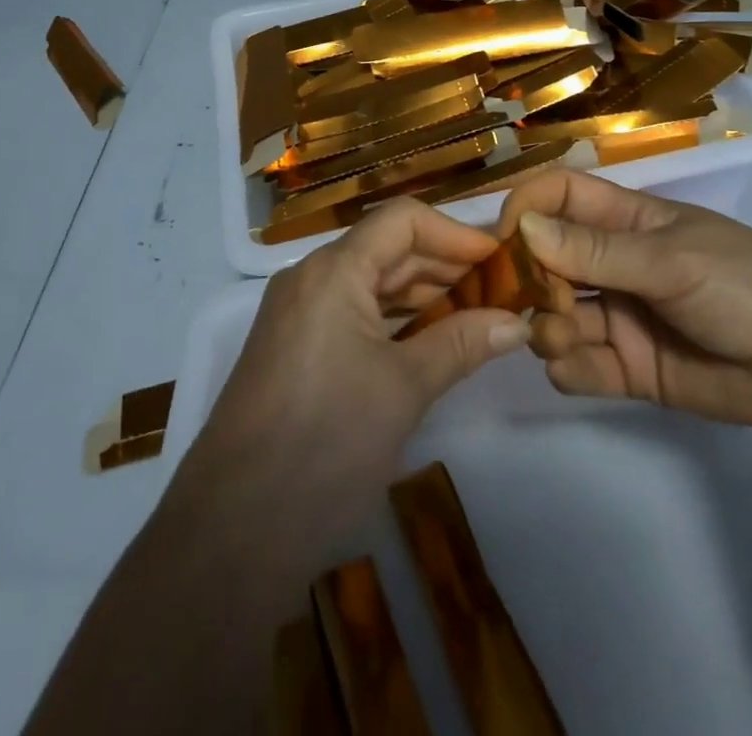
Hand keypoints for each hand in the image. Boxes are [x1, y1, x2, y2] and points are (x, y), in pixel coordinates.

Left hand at [185, 198, 531, 525]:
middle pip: (386, 247)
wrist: (234, 529)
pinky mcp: (294, 347)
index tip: (498, 259)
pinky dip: (393, 318)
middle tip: (498, 289)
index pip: (401, 220)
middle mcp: (310, 278)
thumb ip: (461, 344)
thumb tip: (517, 322)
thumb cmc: (327, 443)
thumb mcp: (404, 389)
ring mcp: (297, 313)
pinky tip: (430, 339)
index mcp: (333, 270)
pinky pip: (351, 311)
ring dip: (421, 292)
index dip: (454, 233)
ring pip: (369, 281)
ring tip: (475, 313)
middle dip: (444, 263)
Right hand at [499, 170, 751, 431]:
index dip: (525, 209)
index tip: (501, 240)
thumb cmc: (743, 284)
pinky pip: (577, 364)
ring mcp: (619, 316)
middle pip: (545, 259)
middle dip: (528, 279)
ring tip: (560, 340)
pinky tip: (578, 368)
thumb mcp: (669, 259)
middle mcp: (612, 264)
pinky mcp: (628, 367)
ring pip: (554, 314)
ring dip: (544, 326)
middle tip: (535, 302)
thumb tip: (521, 227)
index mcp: (625, 220)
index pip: (558, 197)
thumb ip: (594, 250)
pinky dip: (567, 367)